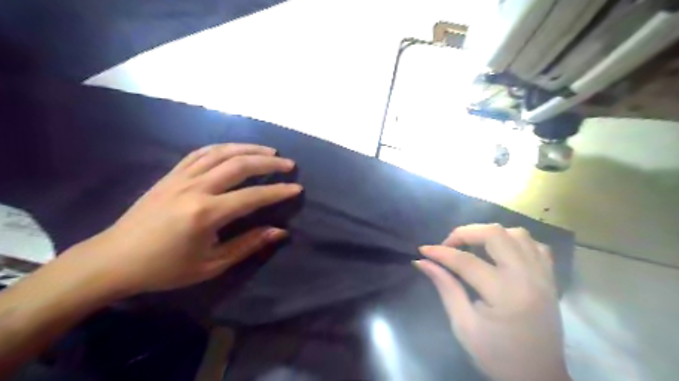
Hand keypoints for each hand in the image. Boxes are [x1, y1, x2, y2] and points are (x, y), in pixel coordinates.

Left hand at [64, 143, 302, 294]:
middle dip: (268, 163)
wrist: (114, 260)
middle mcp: (195, 188)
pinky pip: (200, 153)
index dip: (278, 192)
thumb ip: (248, 245)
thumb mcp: (211, 265)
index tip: (297, 188)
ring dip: (248, 149)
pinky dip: (222, 148)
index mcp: (205, 214)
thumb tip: (280, 232)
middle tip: (289, 164)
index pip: (252, 197)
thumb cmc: (165, 268)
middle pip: (239, 165)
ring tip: (269, 151)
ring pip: (221, 153)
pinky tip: (235, 150)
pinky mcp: (170, 175)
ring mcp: (180, 178)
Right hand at [416, 223, 568, 380]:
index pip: (466, 261)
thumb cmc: (497, 356)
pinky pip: (534, 245)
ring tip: (472, 246)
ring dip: (489, 234)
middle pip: (495, 234)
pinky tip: (500, 252)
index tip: (423, 250)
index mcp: (505, 293)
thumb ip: (445, 287)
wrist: (539, 379)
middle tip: (448, 245)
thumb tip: (422, 262)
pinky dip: (514, 241)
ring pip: (517, 234)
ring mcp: (543, 275)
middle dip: (465, 233)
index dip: (441, 252)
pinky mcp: (549, 278)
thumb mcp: (463, 325)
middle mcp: (528, 277)